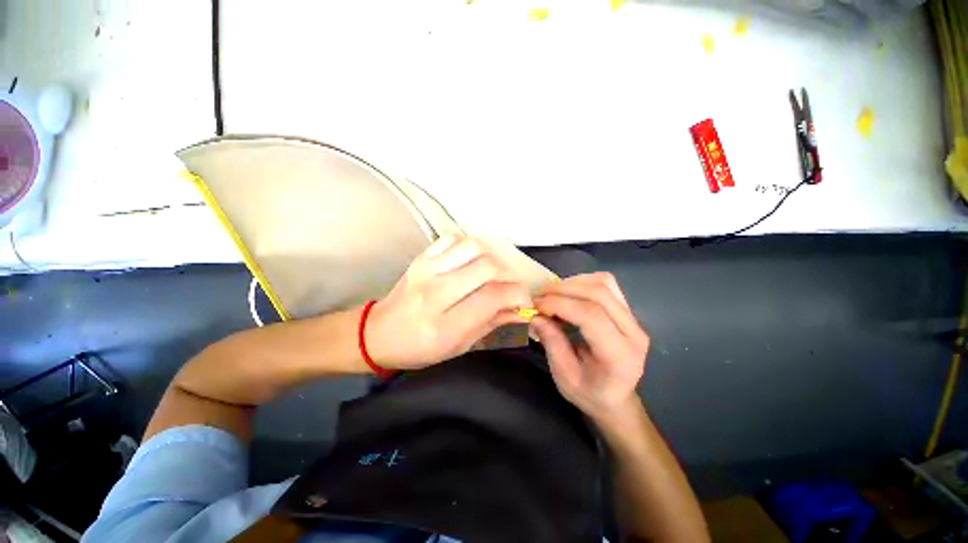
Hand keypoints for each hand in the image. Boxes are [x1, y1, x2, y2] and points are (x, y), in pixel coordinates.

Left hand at [365, 236, 532, 369]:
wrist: (379, 334)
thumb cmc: (421, 348)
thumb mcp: (459, 346)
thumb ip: (492, 324)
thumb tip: (521, 309)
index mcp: (445, 325)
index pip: (493, 297)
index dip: (518, 295)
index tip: (524, 300)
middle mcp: (435, 293)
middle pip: (487, 267)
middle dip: (508, 276)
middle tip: (508, 286)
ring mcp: (426, 270)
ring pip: (473, 247)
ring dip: (491, 258)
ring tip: (491, 273)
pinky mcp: (420, 258)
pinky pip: (453, 239)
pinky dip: (468, 247)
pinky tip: (469, 261)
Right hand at [530, 273, 648, 422]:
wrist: (616, 398)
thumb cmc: (589, 393)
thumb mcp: (564, 376)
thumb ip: (552, 343)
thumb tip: (536, 315)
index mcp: (620, 355)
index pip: (592, 316)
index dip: (560, 304)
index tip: (536, 305)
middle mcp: (633, 332)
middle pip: (599, 294)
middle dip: (563, 289)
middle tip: (539, 295)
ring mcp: (634, 319)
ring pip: (604, 283)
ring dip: (572, 283)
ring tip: (551, 294)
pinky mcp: (628, 311)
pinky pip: (606, 284)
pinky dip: (583, 282)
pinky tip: (568, 293)